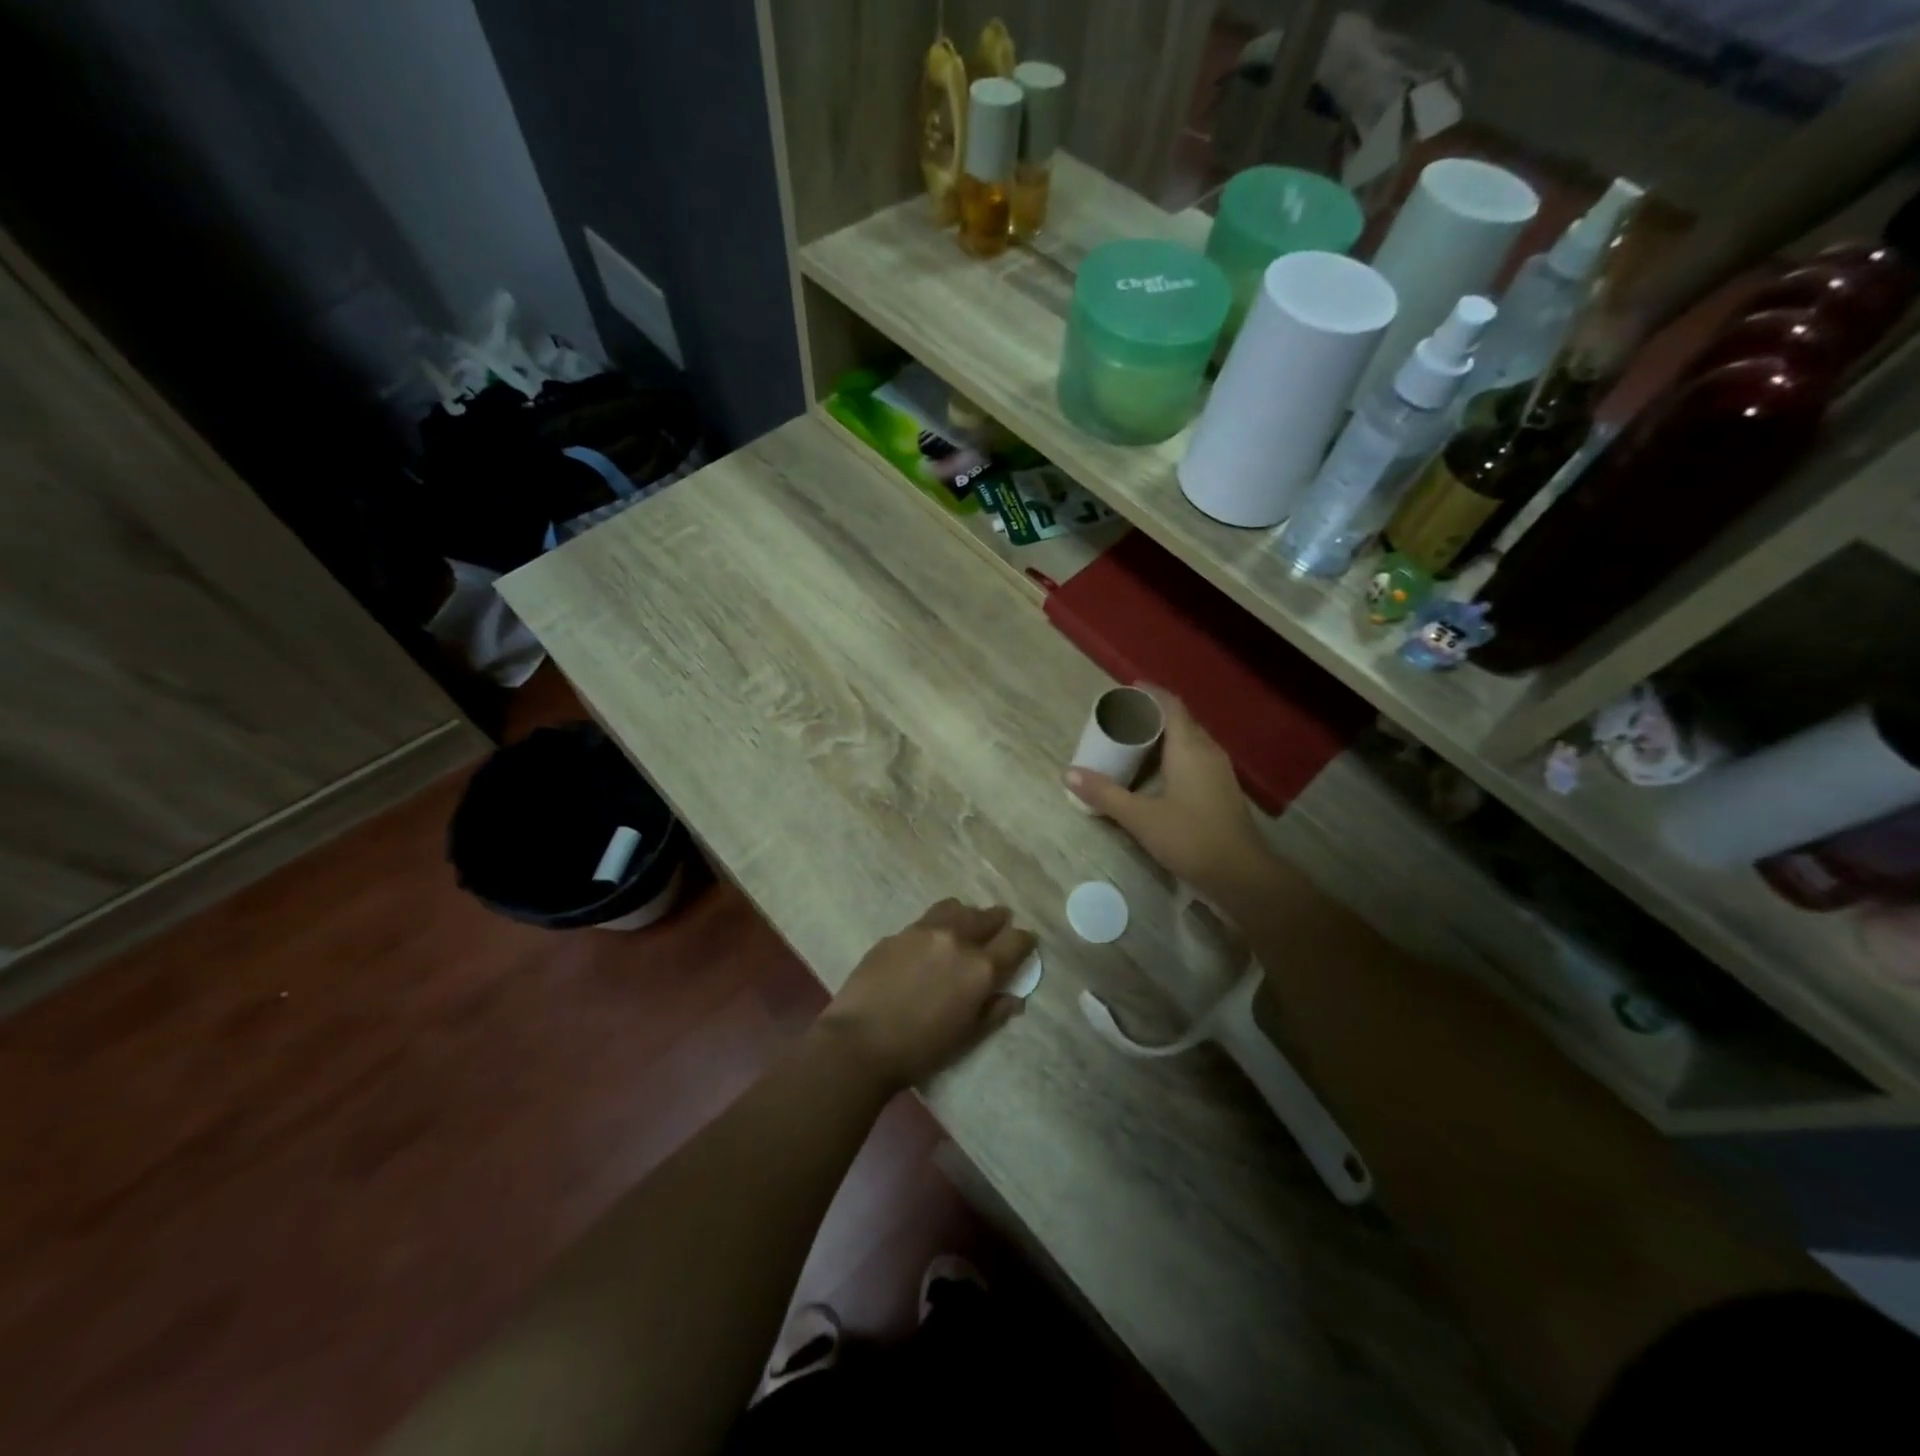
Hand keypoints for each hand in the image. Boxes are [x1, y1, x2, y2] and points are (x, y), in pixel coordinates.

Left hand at [815, 900, 1034, 1090]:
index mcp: (980, 967)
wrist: (860, 1042)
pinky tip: (928, 944)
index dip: (1025, 940)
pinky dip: (937, 926)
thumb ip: (993, 1012)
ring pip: (955, 908)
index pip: (1015, 941)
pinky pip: (925, 921)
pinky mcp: (896, 933)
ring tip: (964, 926)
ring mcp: (923, 931)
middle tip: (999, 926)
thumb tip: (1014, 998)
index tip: (1026, 943)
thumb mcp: (966, 1037)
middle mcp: (956, 939)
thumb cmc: (920, 1050)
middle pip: (986, 916)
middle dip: (998, 921)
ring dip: (966, 915)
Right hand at [1066, 689, 1280, 908]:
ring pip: (1190, 739)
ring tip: (1136, 741)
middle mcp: (1207, 751)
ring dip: (1165, 735)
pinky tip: (1158, 772)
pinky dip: (1175, 753)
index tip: (1127, 690)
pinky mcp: (1222, 788)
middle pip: (1181, 719)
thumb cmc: (1190, 838)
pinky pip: (1196, 756)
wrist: (1241, 873)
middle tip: (1123, 719)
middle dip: (1153, 714)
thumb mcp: (1140, 817)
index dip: (1150, 693)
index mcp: (1189, 748)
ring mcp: (1219, 770)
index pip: (1170, 705)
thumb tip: (1068, 773)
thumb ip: (1105, 793)